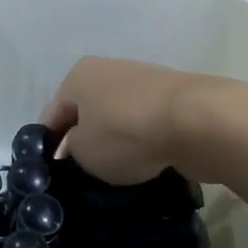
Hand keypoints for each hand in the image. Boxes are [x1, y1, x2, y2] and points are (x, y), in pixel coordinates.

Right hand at [43, 56, 247, 184]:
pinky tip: (147, 166)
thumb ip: (72, 150)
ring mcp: (144, 82)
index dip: (49, 145)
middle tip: (84, 176)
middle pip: (88, 113)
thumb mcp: (84, 152)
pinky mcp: (173, 99)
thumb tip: (78, 148)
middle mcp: (108, 70)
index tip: (53, 174)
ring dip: (117, 143)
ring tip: (117, 175)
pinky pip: (147, 126)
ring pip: (119, 120)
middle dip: (85, 142)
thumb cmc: (126, 132)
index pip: (53, 114)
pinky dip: (145, 144)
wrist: (197, 121)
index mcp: (79, 75)